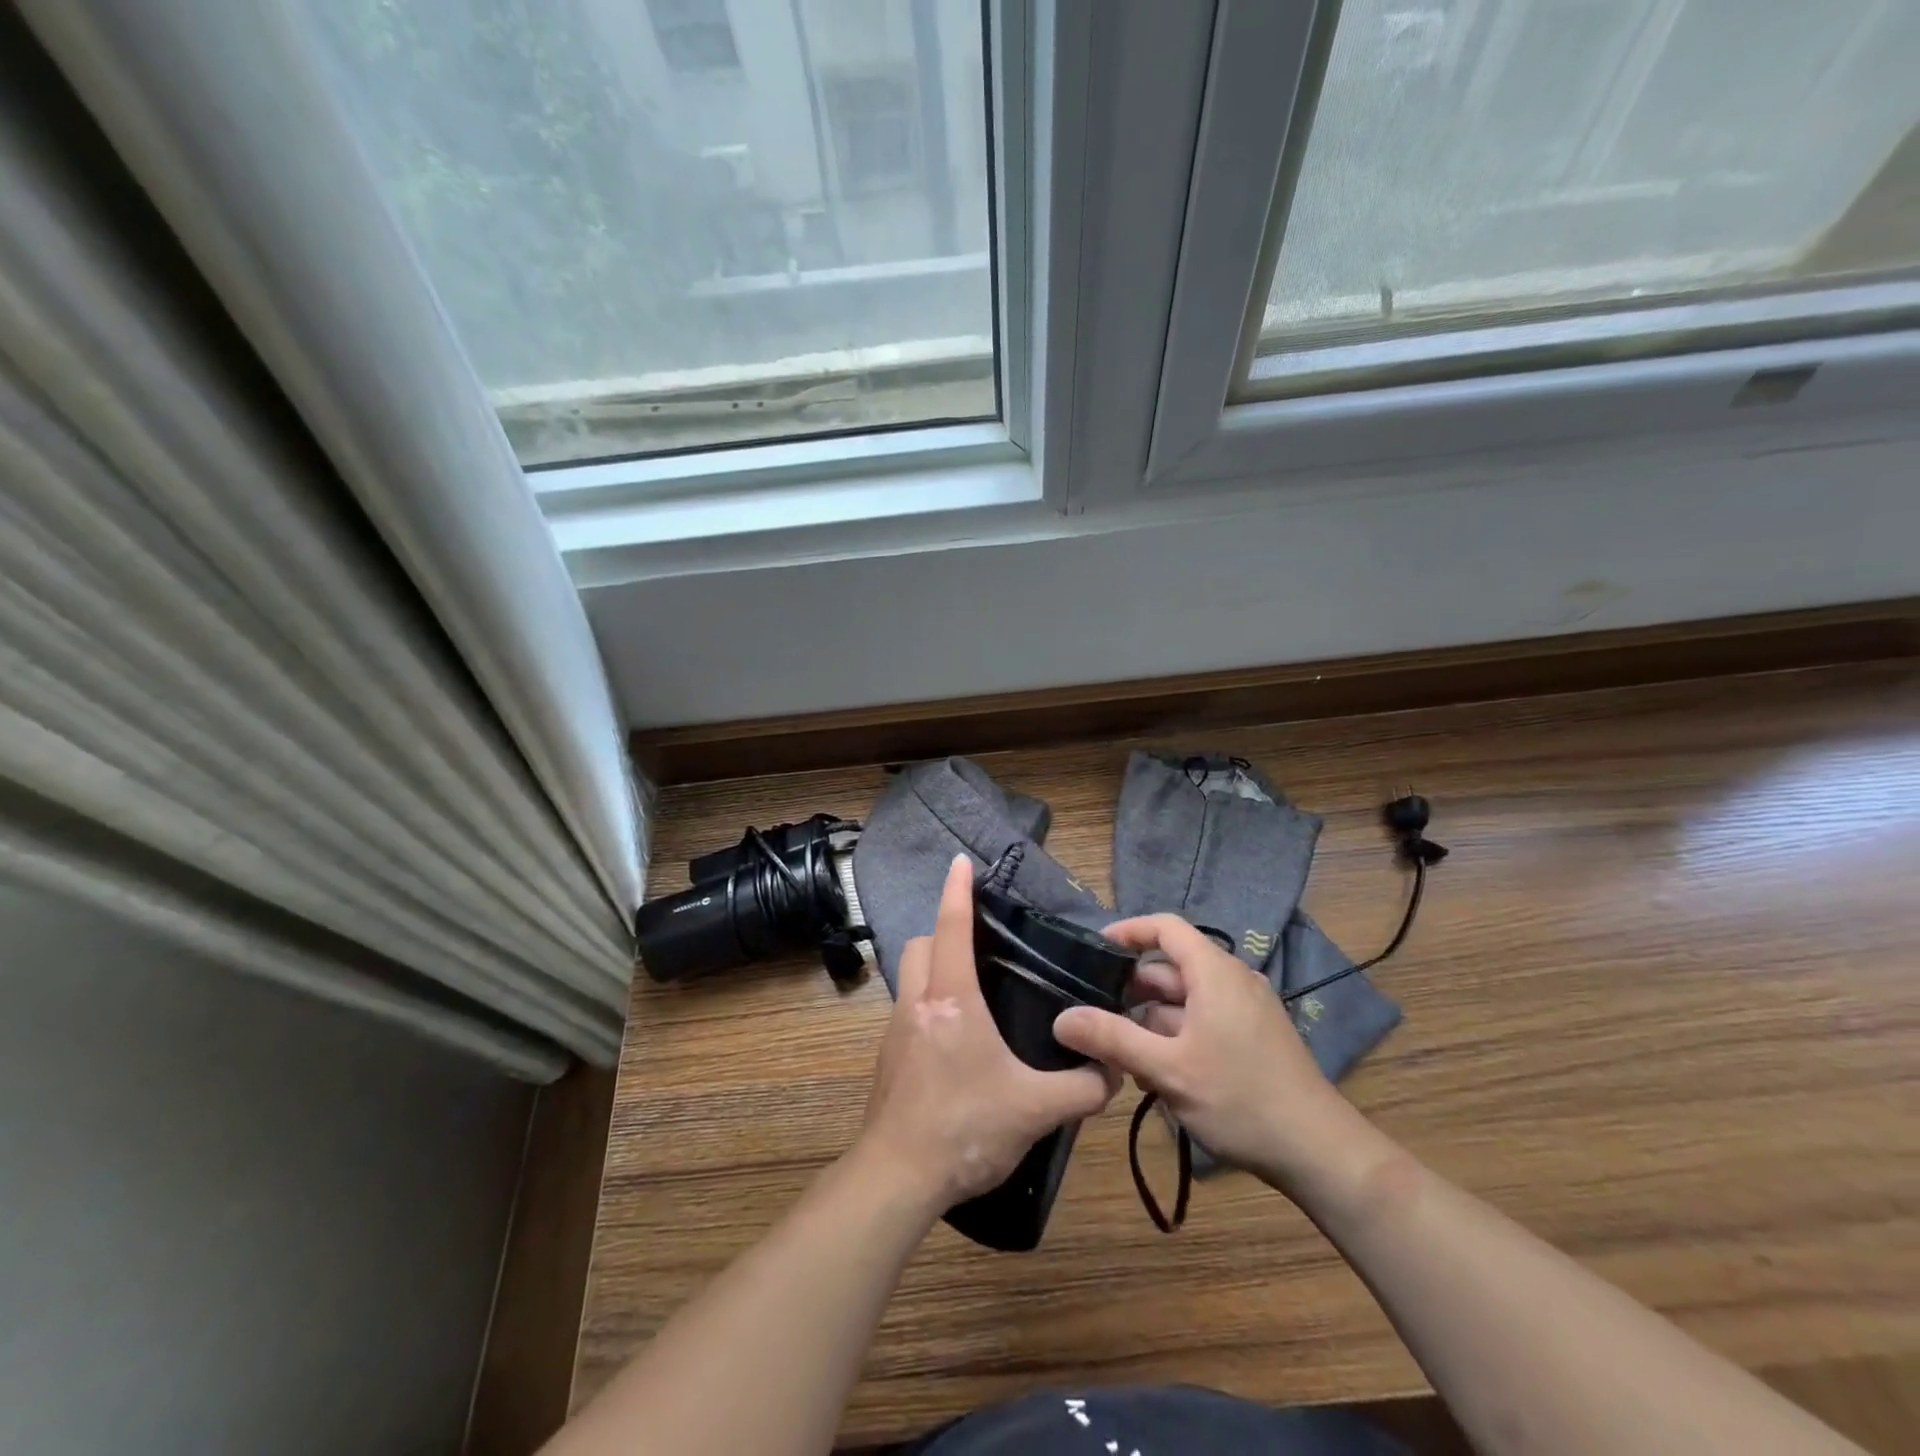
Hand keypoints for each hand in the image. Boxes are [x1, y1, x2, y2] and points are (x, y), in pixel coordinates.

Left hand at [858, 856, 1117, 1212]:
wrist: (897, 1177)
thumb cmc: (964, 1128)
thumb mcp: (1034, 1110)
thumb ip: (1082, 1089)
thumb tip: (1113, 1072)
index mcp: (951, 999)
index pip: (952, 927)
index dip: (958, 890)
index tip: (961, 862)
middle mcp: (918, 1003)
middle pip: (922, 945)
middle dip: (944, 932)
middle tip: (980, 946)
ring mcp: (896, 1030)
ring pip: (911, 977)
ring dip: (934, 969)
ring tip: (974, 991)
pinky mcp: (889, 1058)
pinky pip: (909, 1011)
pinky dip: (929, 1005)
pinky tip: (957, 1042)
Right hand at [1052, 914, 1355, 1184]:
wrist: (1320, 1152)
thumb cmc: (1240, 1099)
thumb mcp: (1168, 1069)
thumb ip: (1112, 1039)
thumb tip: (1061, 1018)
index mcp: (1215, 972)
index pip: (1165, 927)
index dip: (1128, 931)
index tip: (1094, 950)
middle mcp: (1232, 980)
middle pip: (1171, 966)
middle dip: (1132, 989)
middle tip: (1096, 1015)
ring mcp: (1247, 1009)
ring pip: (1186, 998)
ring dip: (1152, 1020)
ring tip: (1121, 1055)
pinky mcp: (1254, 1036)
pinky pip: (1204, 1018)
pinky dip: (1176, 1034)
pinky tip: (1158, 1072)